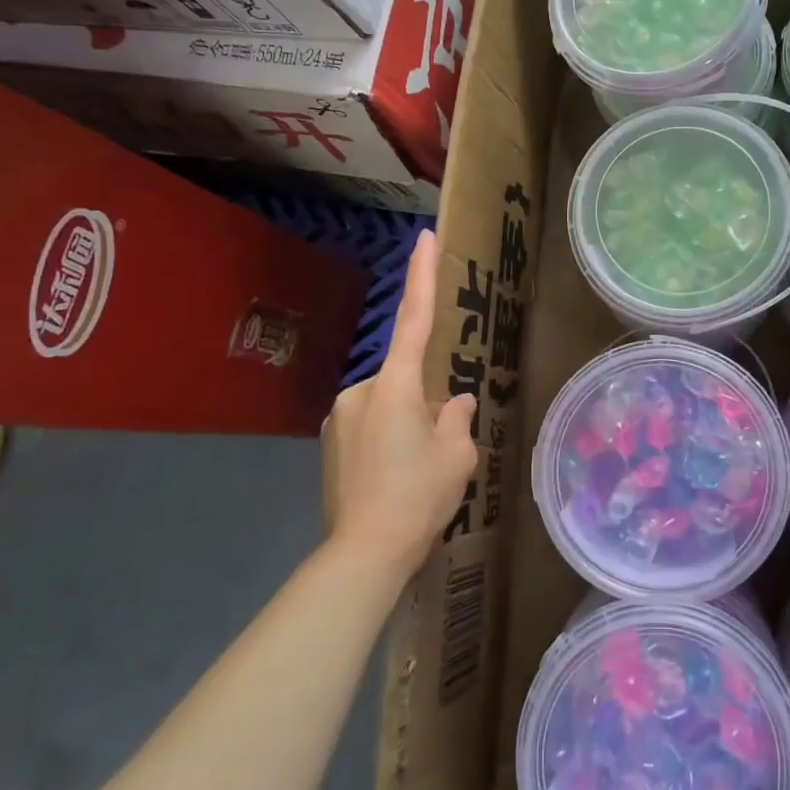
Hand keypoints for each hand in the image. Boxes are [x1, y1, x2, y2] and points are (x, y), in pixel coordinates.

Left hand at [321, 230, 478, 581]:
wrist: (364, 552)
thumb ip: (459, 419)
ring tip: (415, 470)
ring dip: (408, 422)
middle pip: (407, 377)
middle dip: (428, 400)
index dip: (422, 276)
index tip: (424, 237)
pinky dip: (388, 437)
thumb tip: (456, 402)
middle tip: (440, 446)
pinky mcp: (330, 441)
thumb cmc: (418, 496)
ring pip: (389, 404)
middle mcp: (362, 390)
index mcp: (396, 386)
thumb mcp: (457, 456)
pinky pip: (370, 423)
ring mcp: (341, 415)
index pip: (415, 319)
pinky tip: (394, 476)